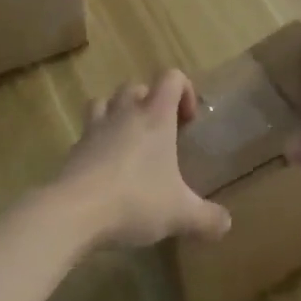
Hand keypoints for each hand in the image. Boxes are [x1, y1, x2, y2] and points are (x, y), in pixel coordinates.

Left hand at [53, 73, 232, 248]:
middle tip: (160, 134)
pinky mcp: (74, 148)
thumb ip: (207, 218)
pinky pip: (87, 131)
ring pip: (106, 101)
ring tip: (128, 142)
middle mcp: (125, 112)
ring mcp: (95, 127)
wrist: (74, 211)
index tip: (187, 121)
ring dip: (118, 113)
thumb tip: (227, 223)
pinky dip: (97, 141)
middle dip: (150, 102)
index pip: (172, 77)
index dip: (184, 90)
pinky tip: (105, 169)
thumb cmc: (136, 201)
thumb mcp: (180, 214)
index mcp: (156, 116)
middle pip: (136, 86)